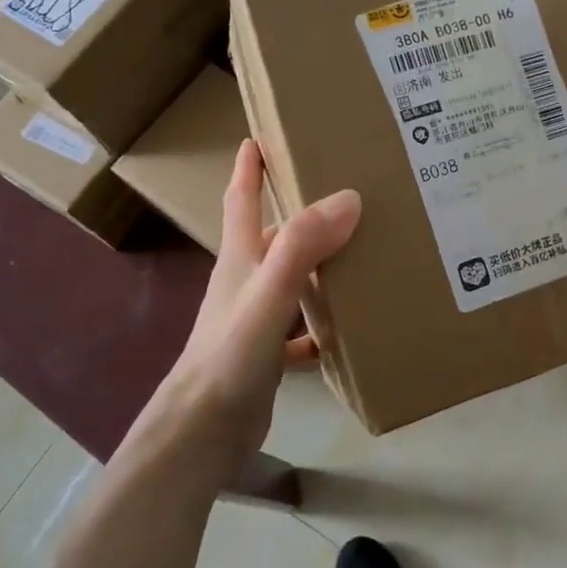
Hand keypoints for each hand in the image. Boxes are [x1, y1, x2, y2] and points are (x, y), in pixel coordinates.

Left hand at [145, 141, 359, 479]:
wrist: (204, 432)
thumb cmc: (230, 356)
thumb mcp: (269, 294)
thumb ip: (302, 246)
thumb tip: (348, 197)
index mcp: (240, 259)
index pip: (241, 200)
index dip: (249, 167)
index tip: (259, 136)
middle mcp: (246, 282)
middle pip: (276, 238)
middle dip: (304, 215)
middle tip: (349, 198)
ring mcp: (255, 320)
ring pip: (292, 282)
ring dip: (320, 268)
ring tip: (362, 255)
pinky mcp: (266, 355)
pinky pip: (301, 330)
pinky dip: (323, 326)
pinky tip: (349, 330)